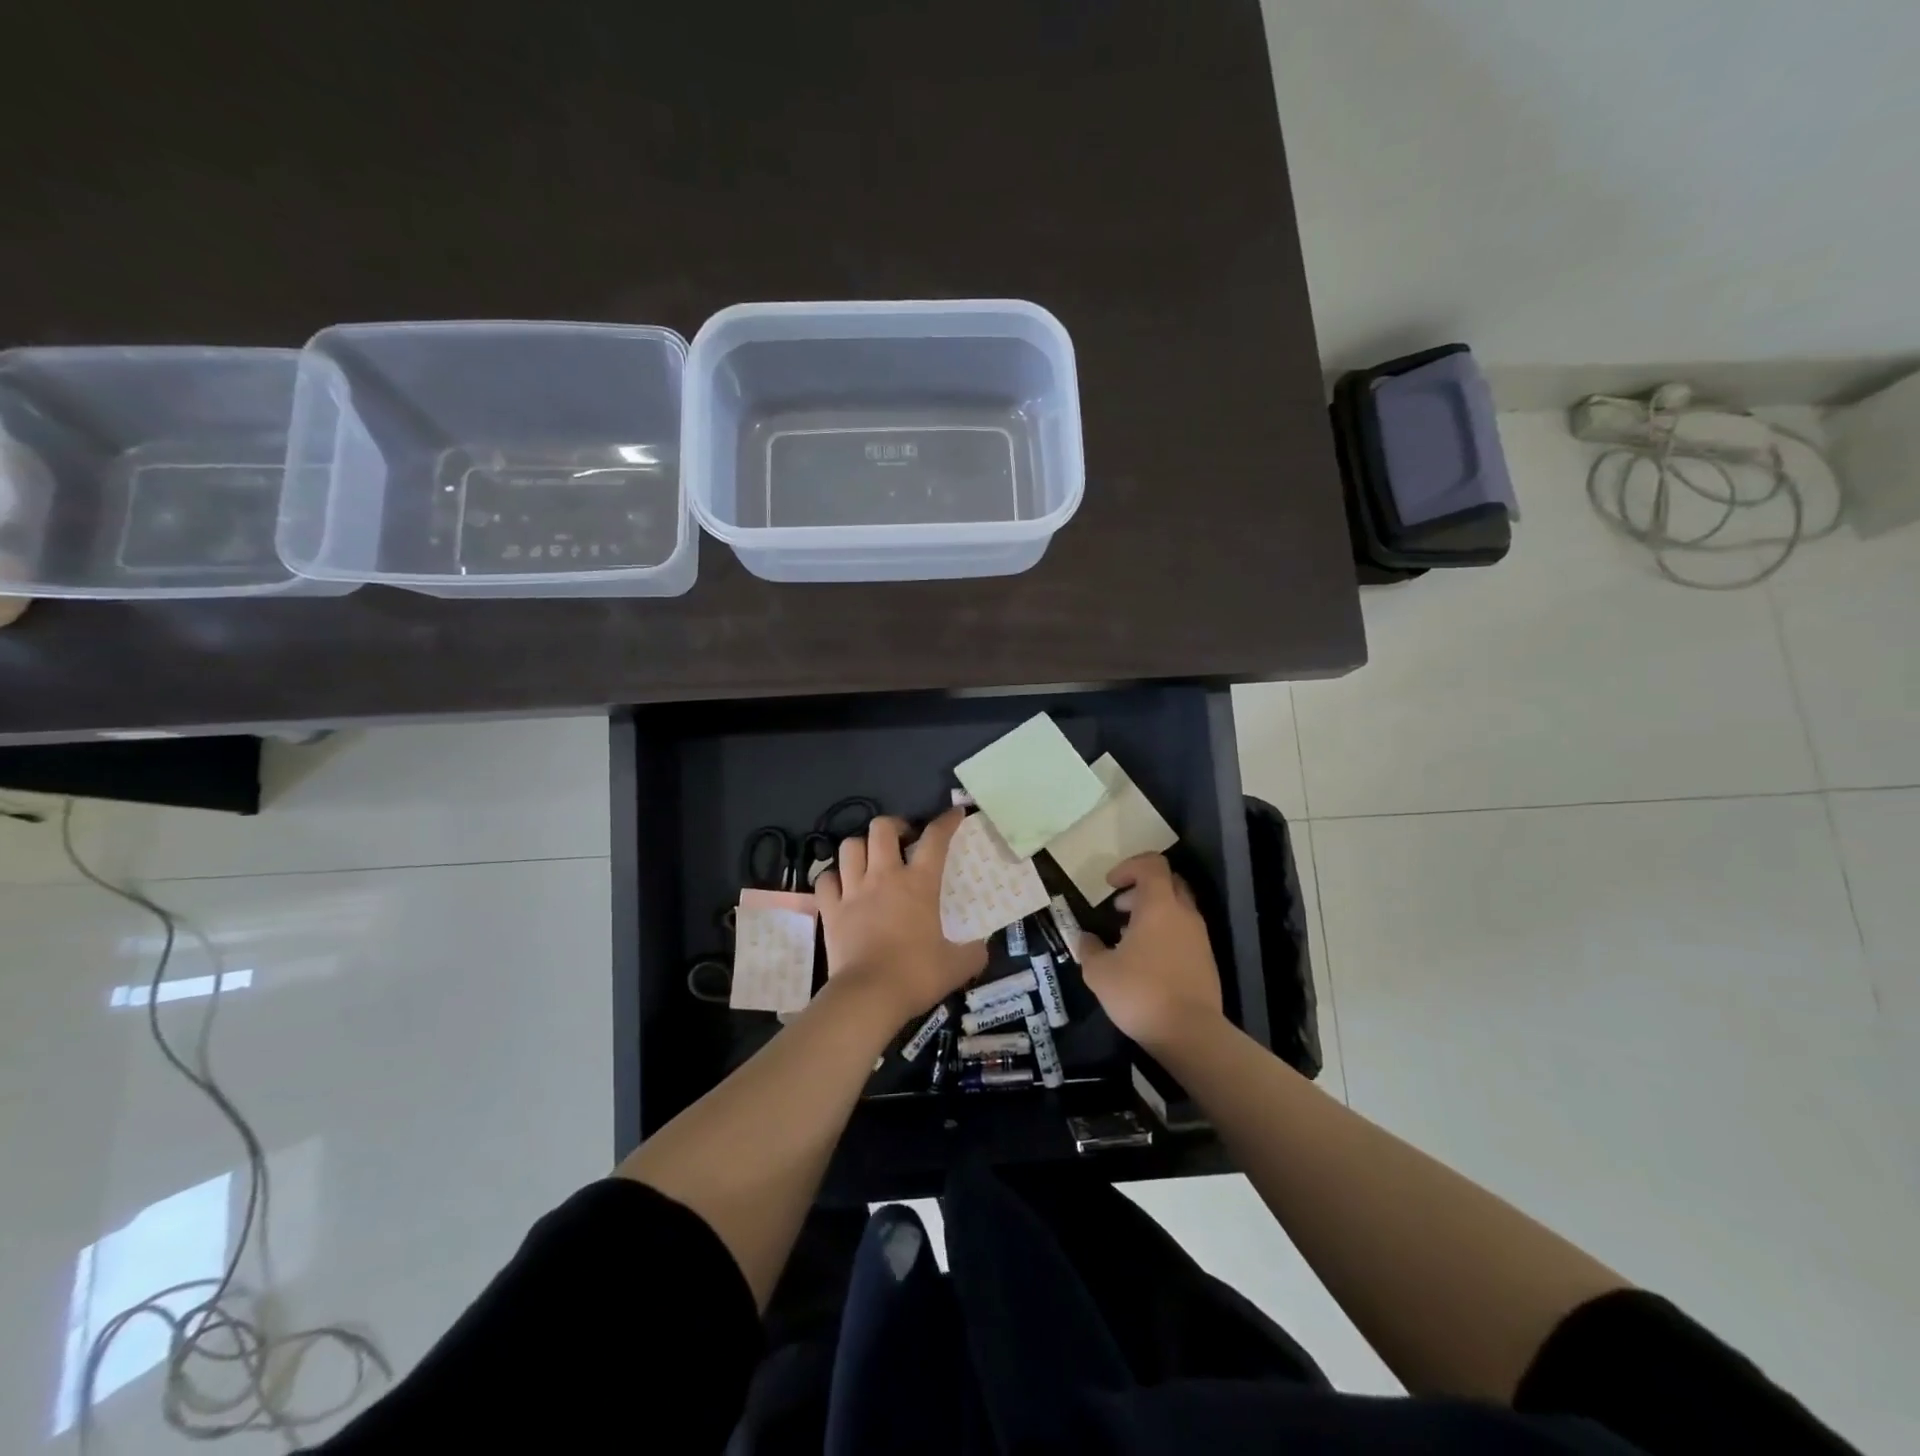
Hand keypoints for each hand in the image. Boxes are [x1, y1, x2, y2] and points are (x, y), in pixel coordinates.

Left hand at [815, 808, 986, 1026]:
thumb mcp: (958, 965)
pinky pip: (826, 880)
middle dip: (894, 826)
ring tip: (871, 859)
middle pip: (881, 828)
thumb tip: (983, 946)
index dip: (946, 821)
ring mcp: (853, 891)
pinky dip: (834, 878)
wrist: (869, 996)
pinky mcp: (830, 910)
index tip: (955, 814)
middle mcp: (884, 877)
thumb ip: (974, 952)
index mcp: (919, 884)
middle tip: (904, 840)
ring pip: (849, 846)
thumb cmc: (917, 976)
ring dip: (861, 846)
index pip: (935, 838)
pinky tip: (843, 886)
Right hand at [1078, 854, 1223, 1051]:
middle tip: (1119, 908)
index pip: (1151, 864)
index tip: (1109, 885)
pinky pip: (1184, 932)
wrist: (1190, 1033)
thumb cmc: (1140, 992)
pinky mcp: (1206, 960)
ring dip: (1153, 912)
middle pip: (1168, 882)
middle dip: (1141, 888)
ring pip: (1177, 908)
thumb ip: (1089, 948)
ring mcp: (1199, 937)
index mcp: (1158, 905)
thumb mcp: (1099, 972)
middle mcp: (1184, 914)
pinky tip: (1146, 960)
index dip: (1128, 867)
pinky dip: (1165, 933)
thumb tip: (1085, 938)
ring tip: (1128, 937)